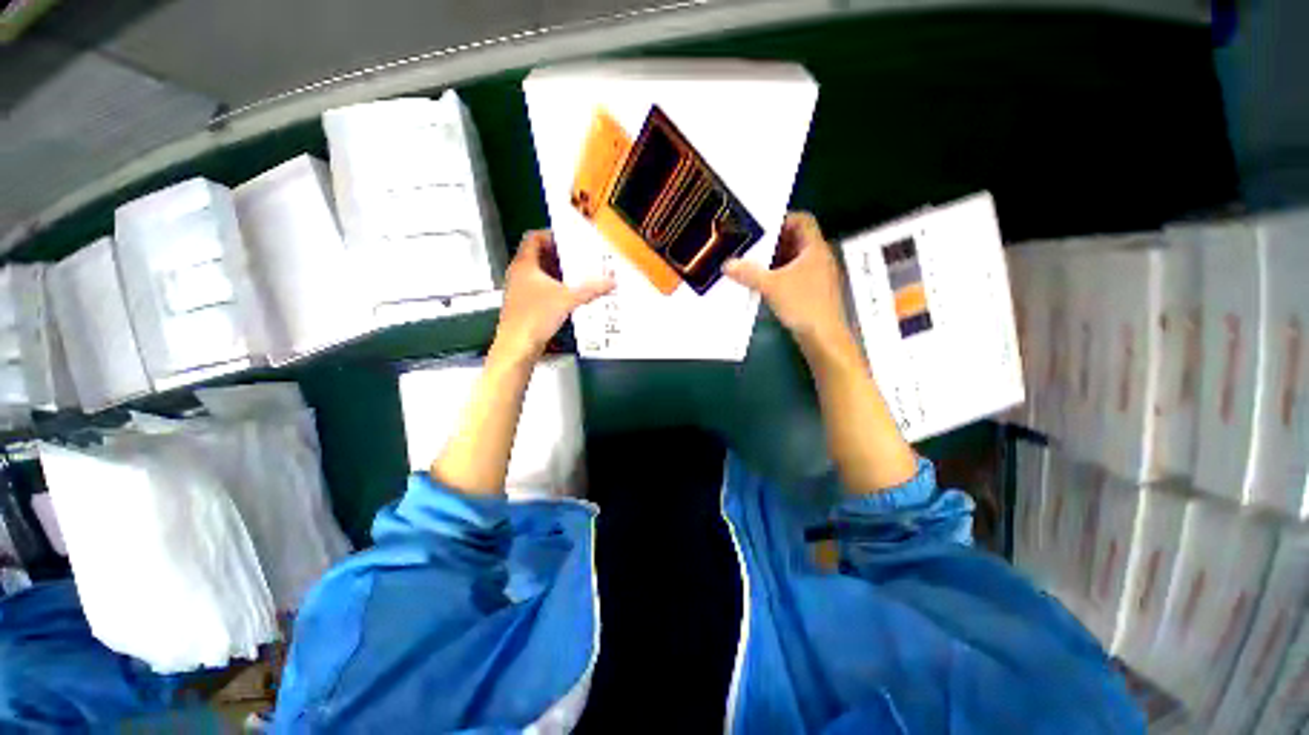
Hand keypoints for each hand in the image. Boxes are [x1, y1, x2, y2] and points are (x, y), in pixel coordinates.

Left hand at [493, 230, 614, 362]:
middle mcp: (519, 274)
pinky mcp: (524, 305)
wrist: (518, 346)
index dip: (551, 235)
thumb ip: (590, 290)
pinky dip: (554, 287)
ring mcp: (520, 290)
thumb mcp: (567, 300)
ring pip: (539, 274)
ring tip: (577, 276)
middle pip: (538, 255)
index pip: (533, 238)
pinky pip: (540, 288)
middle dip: (559, 256)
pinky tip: (569, 296)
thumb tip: (610, 282)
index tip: (568, 240)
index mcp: (524, 265)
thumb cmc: (535, 318)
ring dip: (557, 273)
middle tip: (578, 258)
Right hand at [724, 212, 851, 351]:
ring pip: (794, 260)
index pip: (802, 221)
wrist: (823, 337)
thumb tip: (727, 264)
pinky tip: (763, 284)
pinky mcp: (813, 292)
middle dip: (773, 243)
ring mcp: (817, 276)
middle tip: (751, 248)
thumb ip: (749, 273)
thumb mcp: (771, 286)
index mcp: (814, 249)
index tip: (762, 229)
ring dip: (774, 261)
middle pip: (796, 240)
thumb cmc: (802, 304)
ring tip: (752, 266)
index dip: (783, 220)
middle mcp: (818, 258)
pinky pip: (794, 276)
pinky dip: (779, 276)